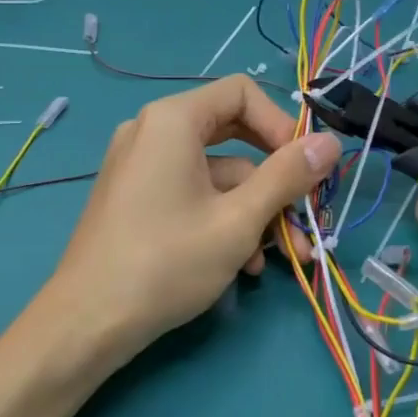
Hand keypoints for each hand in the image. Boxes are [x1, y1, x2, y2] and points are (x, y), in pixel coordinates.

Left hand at [35, 76, 339, 371]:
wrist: (86, 323)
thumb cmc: (166, 262)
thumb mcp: (238, 220)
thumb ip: (288, 176)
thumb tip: (331, 142)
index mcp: (173, 120)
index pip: (242, 93)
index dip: (281, 126)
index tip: (305, 169)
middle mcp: (153, 132)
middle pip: (234, 137)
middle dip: (276, 182)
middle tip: (307, 217)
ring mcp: (141, 167)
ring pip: (217, 176)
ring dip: (256, 213)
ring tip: (283, 258)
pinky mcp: (137, 199)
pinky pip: (192, 195)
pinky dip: (223, 221)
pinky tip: (244, 265)